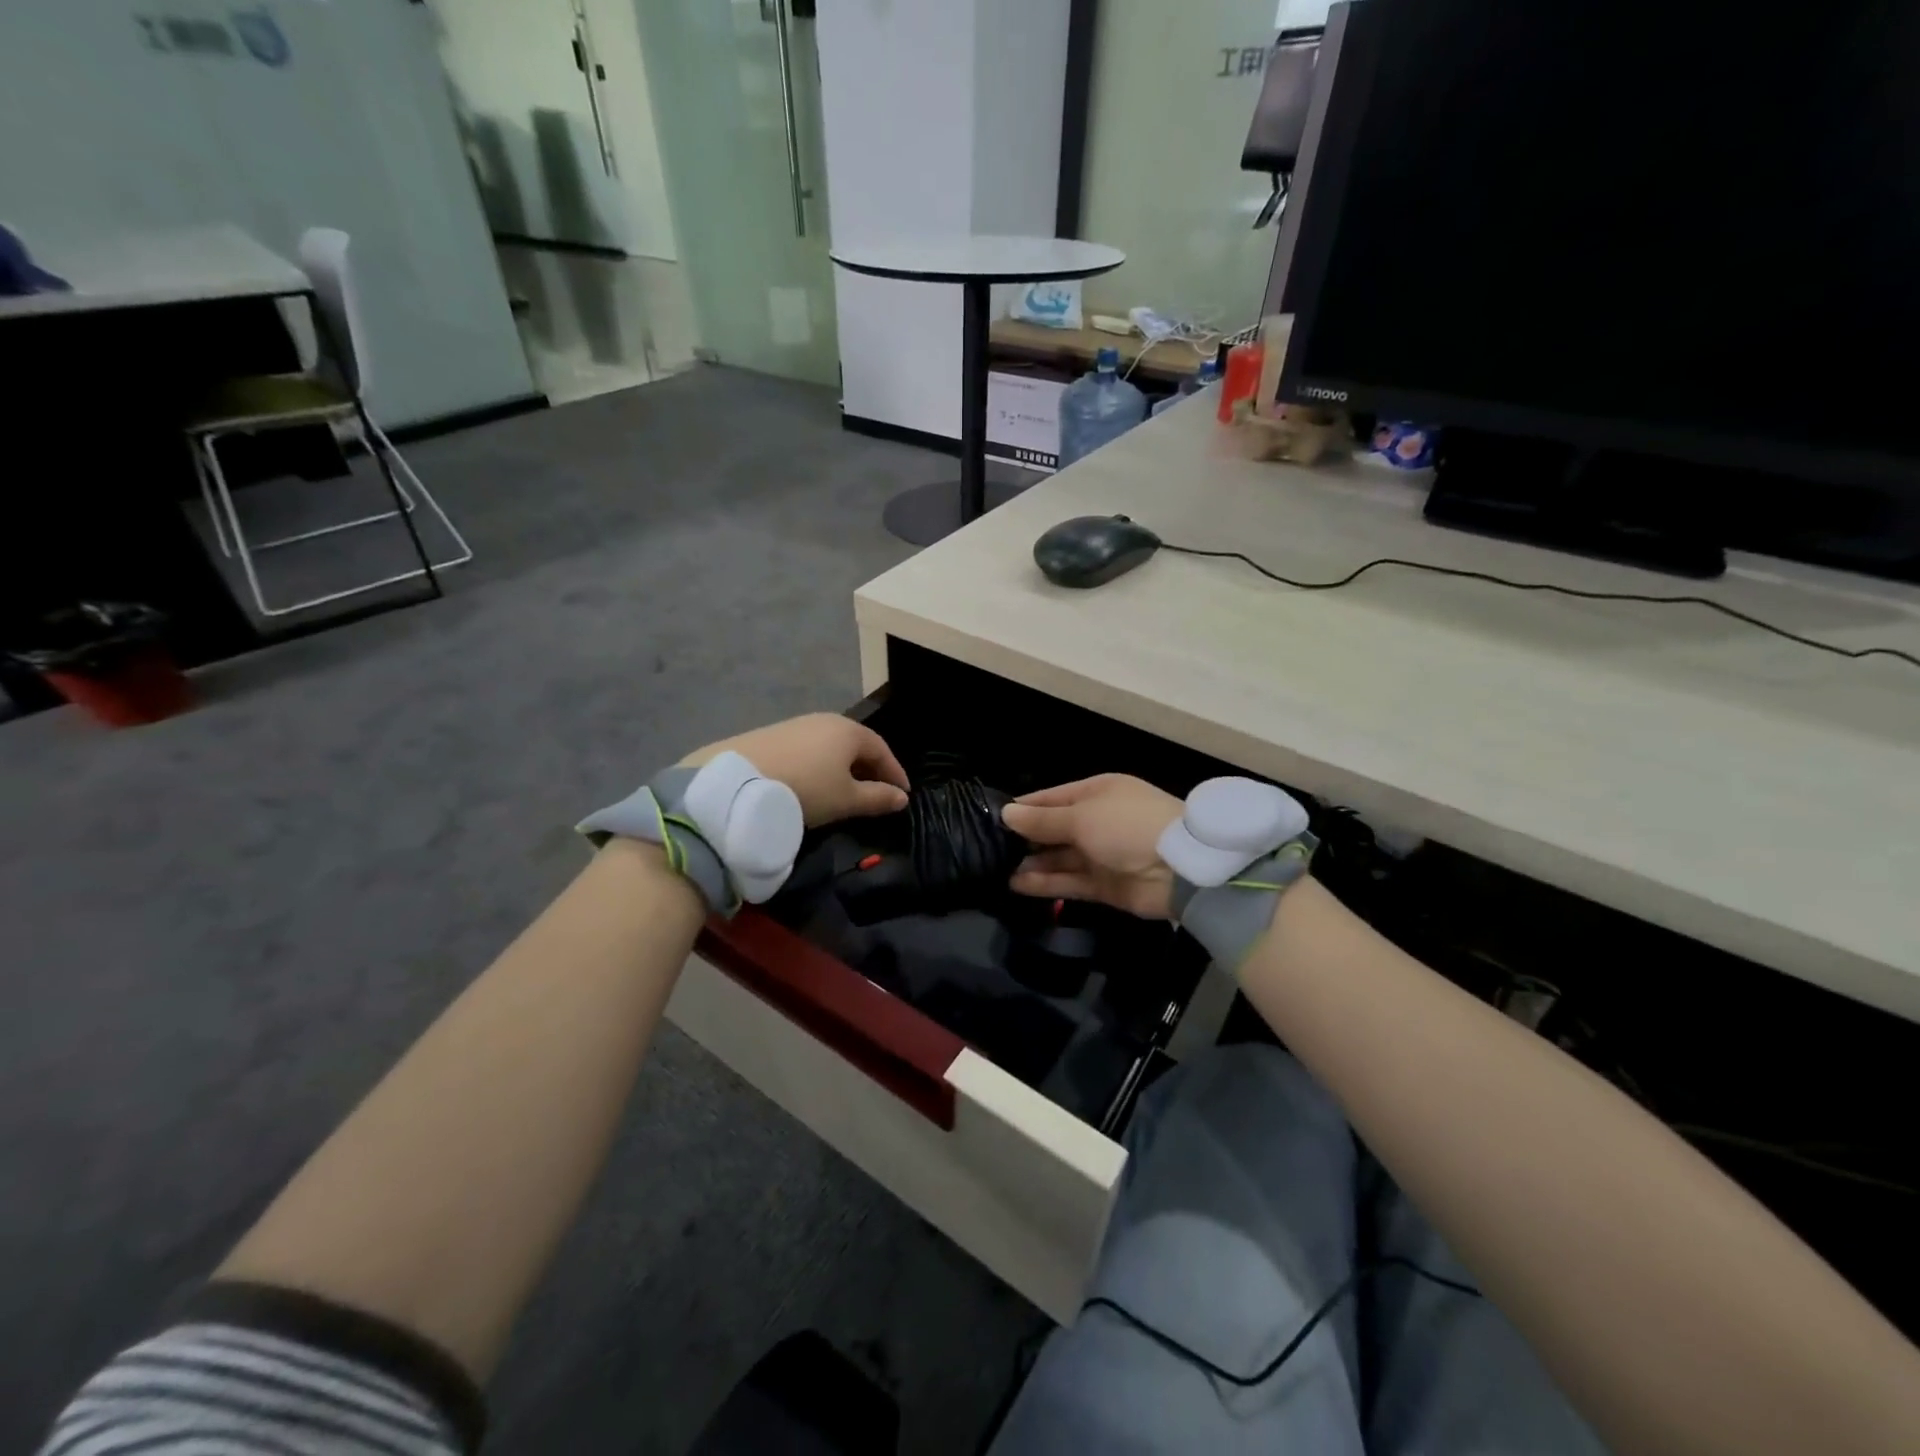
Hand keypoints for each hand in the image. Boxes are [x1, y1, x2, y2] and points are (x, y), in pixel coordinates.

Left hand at [684, 714, 909, 826]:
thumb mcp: (846, 800)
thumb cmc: (805, 790)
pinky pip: (806, 750)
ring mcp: (795, 725)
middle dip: (869, 768)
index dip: (895, 773)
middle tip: (876, 792)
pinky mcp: (770, 735)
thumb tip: (901, 798)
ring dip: (841, 766)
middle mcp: (824, 720)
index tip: (903, 794)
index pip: (882, 749)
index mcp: (848, 731)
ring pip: (829, 746)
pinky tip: (810, 783)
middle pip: (855, 744)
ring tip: (842, 790)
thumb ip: (877, 799)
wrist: (737, 784)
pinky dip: (817, 765)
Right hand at [1001, 774, 1183, 919]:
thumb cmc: (1126, 826)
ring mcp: (1102, 854)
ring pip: (1059, 858)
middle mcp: (1097, 821)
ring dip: (1032, 863)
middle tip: (988, 849)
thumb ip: (1042, 821)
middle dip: (1025, 839)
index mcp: (1096, 793)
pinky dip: (1045, 883)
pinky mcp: (1104, 885)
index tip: (991, 819)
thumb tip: (1006, 814)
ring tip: (997, 869)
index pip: (1051, 798)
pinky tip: (1016, 884)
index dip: (1023, 809)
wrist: (1180, 868)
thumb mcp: (1081, 816)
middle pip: (1054, 829)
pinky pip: (1069, 881)